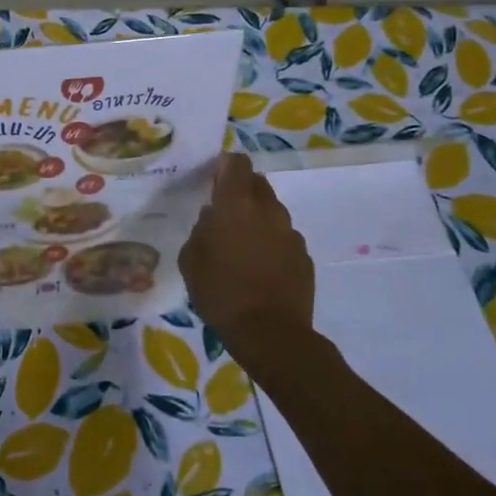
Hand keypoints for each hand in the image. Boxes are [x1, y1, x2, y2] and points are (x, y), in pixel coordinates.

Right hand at [179, 154, 315, 379]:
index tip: (213, 181)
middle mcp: (267, 209)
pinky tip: (260, 269)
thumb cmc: (220, 292)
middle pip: (257, 183)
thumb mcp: (190, 260)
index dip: (225, 166)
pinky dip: (272, 245)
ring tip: (242, 248)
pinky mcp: (304, 256)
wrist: (270, 333)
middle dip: (241, 192)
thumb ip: (201, 230)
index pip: (237, 162)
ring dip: (257, 220)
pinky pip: (283, 239)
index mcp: (235, 204)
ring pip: (271, 212)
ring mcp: (290, 232)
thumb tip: (212, 219)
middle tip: (225, 216)